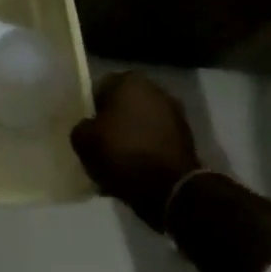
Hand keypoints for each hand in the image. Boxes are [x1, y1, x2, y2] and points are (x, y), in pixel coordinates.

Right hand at [71, 70, 199, 227]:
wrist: (170, 189)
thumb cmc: (121, 153)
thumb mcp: (83, 140)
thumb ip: (82, 126)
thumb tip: (89, 128)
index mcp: (129, 81)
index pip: (100, 88)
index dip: (90, 108)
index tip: (86, 128)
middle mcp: (156, 90)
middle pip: (124, 104)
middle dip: (114, 120)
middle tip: (100, 142)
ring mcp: (176, 114)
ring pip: (142, 122)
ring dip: (131, 135)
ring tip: (118, 159)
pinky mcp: (188, 139)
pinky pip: (157, 139)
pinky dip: (147, 149)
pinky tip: (136, 168)